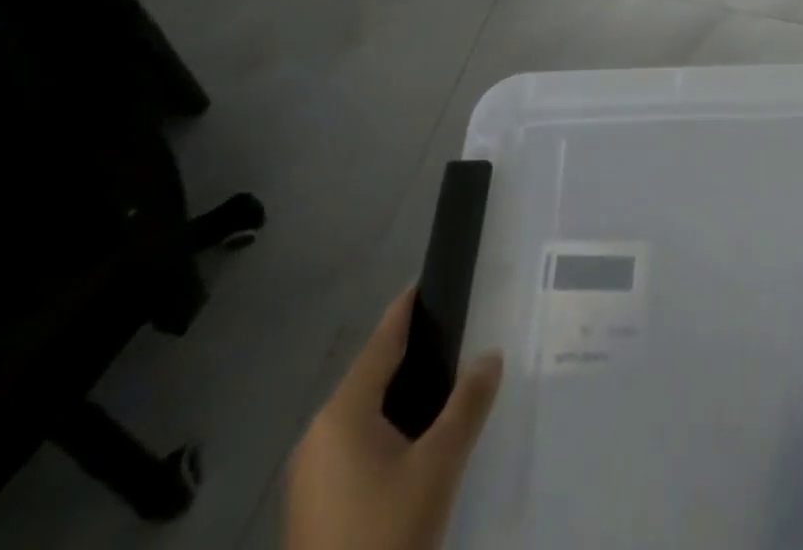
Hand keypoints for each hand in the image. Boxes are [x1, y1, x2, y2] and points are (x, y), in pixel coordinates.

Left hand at [287, 288, 503, 549]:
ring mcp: (310, 473)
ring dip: (398, 395)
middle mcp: (317, 434)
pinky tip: (414, 442)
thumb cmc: (386, 533)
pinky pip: (353, 445)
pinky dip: (384, 430)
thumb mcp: (438, 467)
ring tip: (443, 385)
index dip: (407, 308)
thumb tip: (492, 354)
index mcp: (342, 413)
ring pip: (362, 413)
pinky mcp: (313, 506)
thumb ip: (467, 404)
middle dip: (410, 354)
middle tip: (454, 335)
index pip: (381, 341)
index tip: (429, 279)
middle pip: (370, 375)